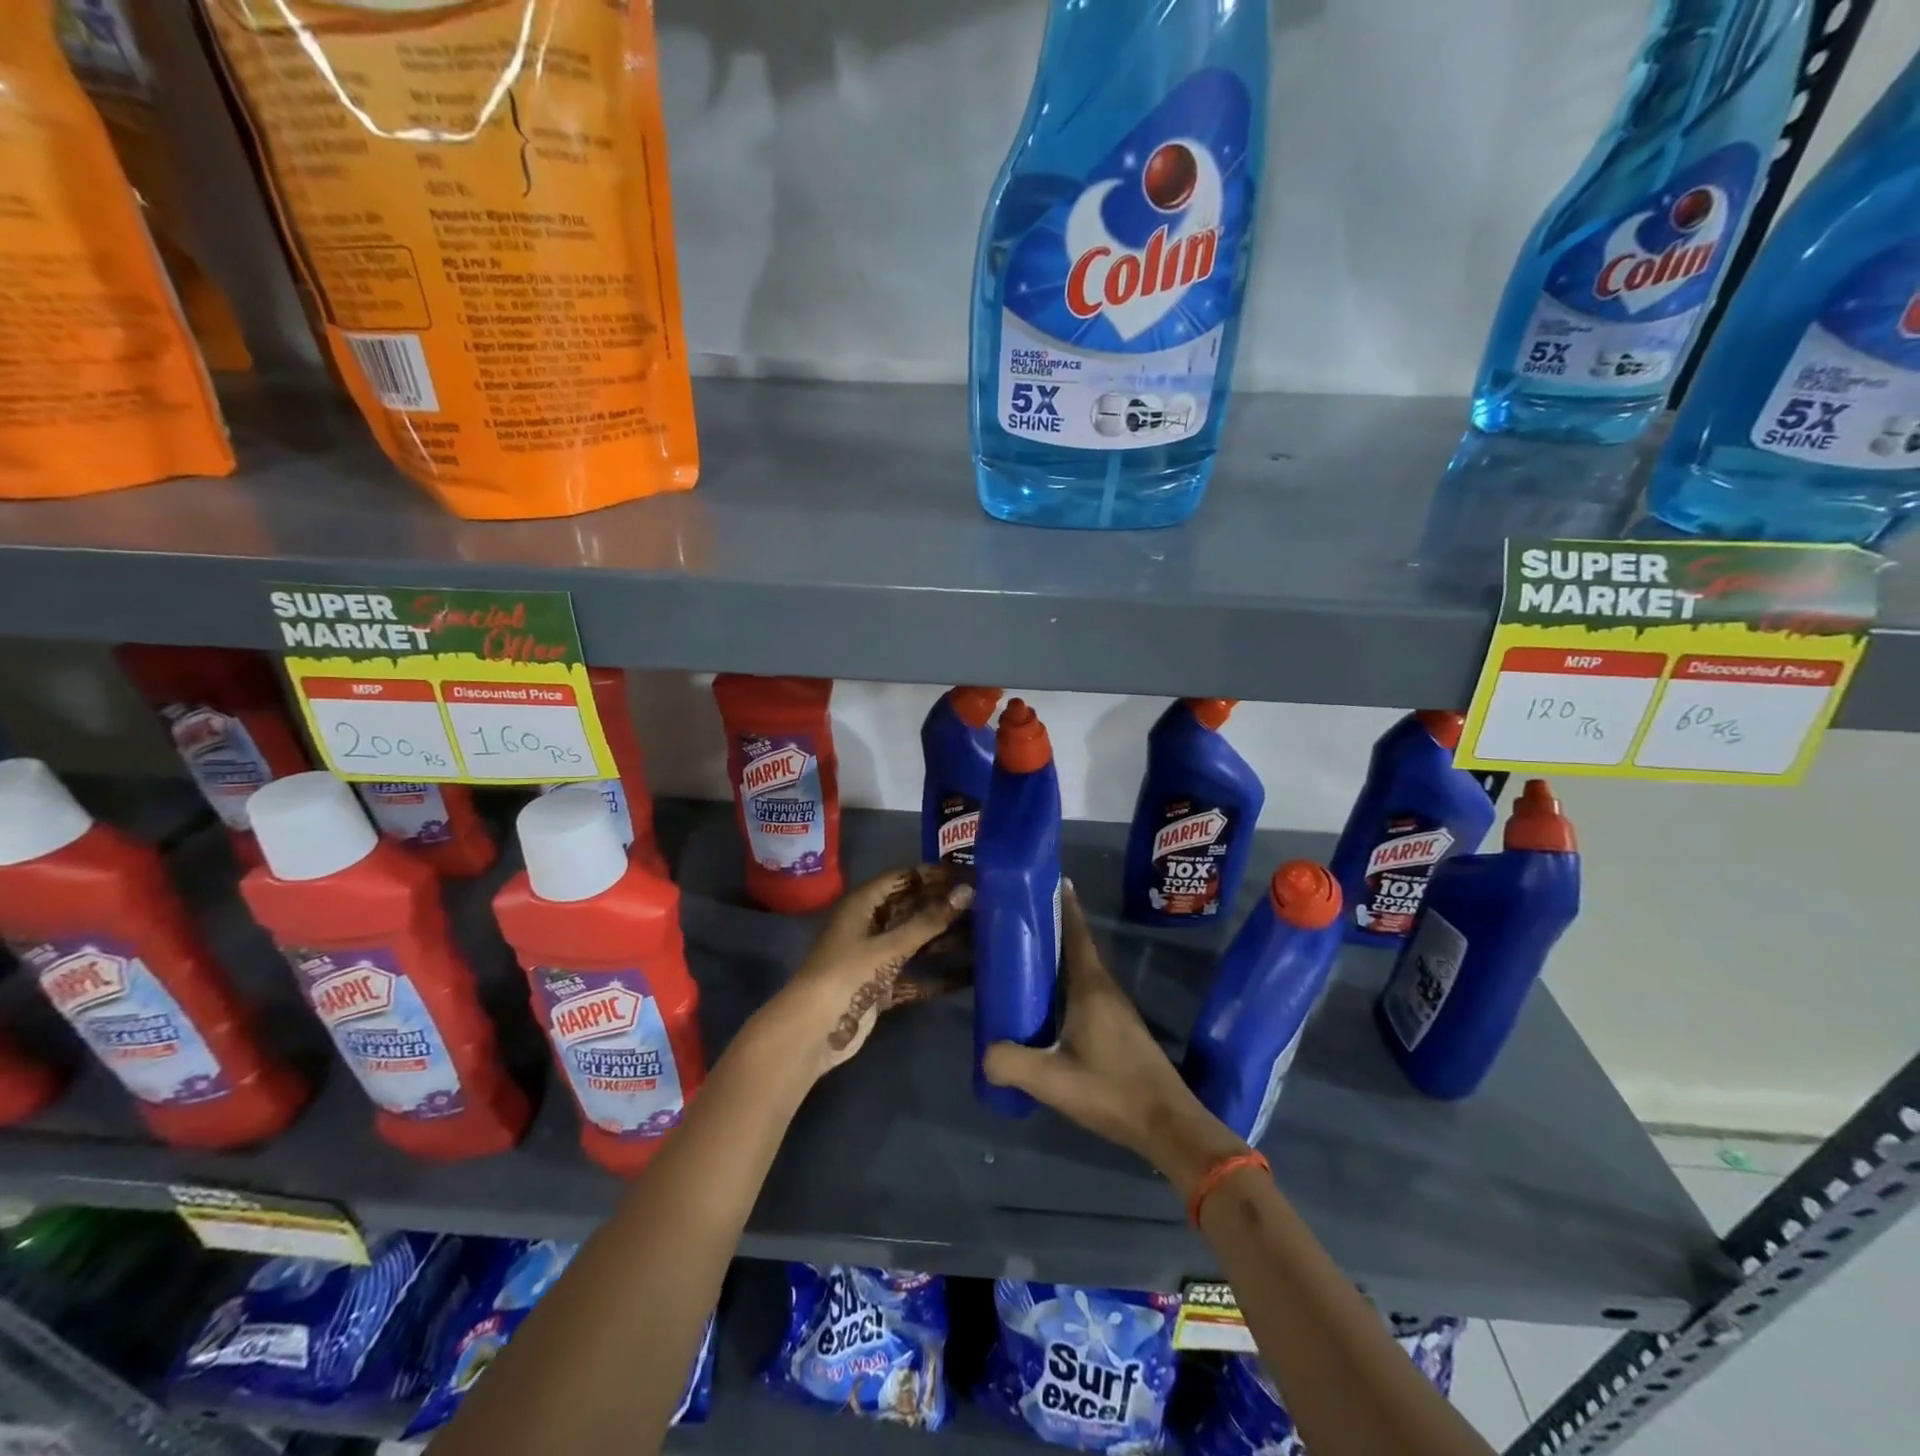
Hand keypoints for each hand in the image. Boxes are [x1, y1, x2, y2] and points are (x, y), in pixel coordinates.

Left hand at [774, 864, 972, 1075]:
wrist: (813, 1031)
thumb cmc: (847, 975)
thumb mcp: (889, 946)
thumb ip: (928, 921)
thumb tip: (967, 891)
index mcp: (863, 904)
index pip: (902, 878)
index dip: (933, 874)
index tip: (968, 873)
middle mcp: (869, 925)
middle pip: (911, 909)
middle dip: (943, 906)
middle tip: (984, 903)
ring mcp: (874, 957)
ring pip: (915, 942)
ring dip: (944, 940)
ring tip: (986, 936)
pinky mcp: (881, 987)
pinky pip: (914, 976)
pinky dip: (937, 977)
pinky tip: (969, 977)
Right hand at [982, 883, 1245, 1197]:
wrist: (1167, 1125)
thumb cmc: (1111, 1091)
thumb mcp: (1051, 1080)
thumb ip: (1011, 1063)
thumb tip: (984, 1053)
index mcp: (1091, 988)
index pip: (1076, 934)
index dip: (1064, 905)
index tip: (1050, 879)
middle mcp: (1106, 990)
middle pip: (1078, 948)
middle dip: (1054, 928)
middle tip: (1021, 918)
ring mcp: (1116, 1010)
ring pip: (1083, 971)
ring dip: (1060, 958)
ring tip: (1028, 956)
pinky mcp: (1120, 1030)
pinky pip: (1088, 992)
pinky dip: (1067, 983)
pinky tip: (1050, 1003)